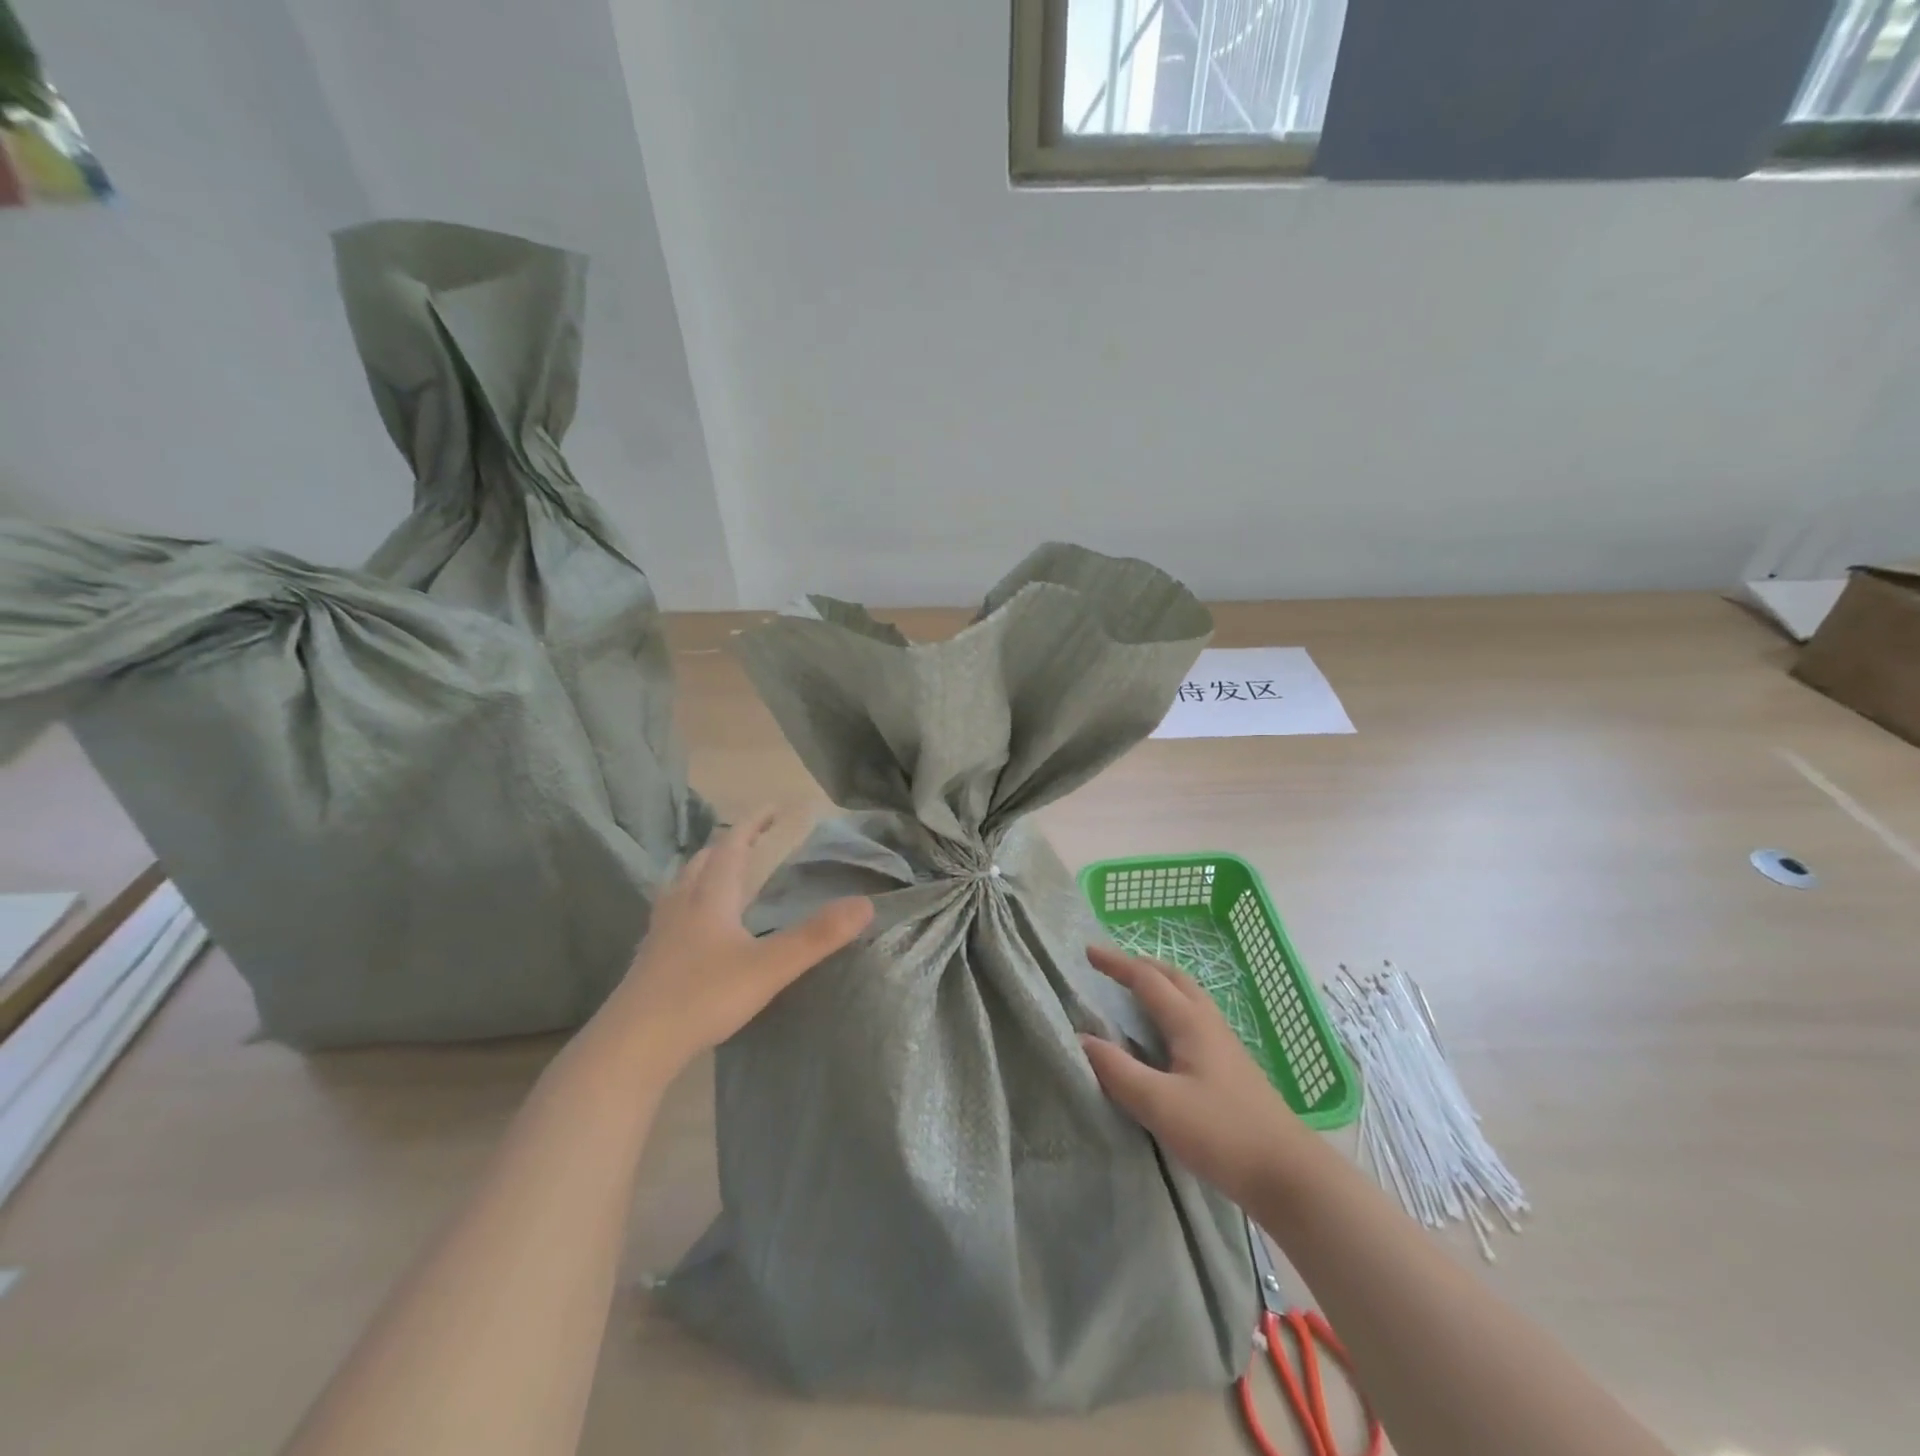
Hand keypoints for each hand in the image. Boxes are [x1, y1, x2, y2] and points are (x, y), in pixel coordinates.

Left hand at [608, 808, 872, 1069]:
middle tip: (752, 838)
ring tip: (720, 871)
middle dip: (729, 843)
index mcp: (711, 897)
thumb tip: (866, 904)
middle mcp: (683, 904)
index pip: (733, 846)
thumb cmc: (703, 997)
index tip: (773, 807)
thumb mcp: (769, 967)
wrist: (632, 1046)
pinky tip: (694, 925)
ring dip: (704, 869)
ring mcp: (661, 932)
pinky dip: (689, 901)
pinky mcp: (650, 959)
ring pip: (683, 885)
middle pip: (704, 861)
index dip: (753, 823)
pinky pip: (672, 913)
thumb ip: (817, 936)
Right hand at [1079, 945, 1308, 1206]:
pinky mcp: (1232, 1069)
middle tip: (1112, 968)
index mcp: (1190, 1022)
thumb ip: (1117, 1070)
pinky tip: (1165, 1038)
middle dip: (1141, 966)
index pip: (1147, 979)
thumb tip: (1079, 1037)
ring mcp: (1225, 1046)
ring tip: (1135, 994)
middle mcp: (1209, 1024)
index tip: (1088, 952)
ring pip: (1188, 999)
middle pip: (1174, 979)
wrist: (1289, 1176)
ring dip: (1160, 986)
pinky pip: (1195, 1021)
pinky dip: (1172, 1010)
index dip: (1116, 963)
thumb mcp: (1159, 1104)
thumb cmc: (1222, 1133)